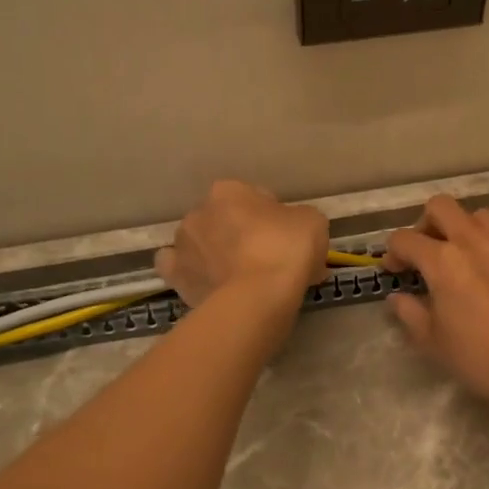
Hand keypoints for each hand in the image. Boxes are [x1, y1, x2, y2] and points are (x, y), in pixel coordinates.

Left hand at [156, 180, 329, 315]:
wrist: (257, 298)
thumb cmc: (286, 250)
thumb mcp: (312, 222)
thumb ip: (298, 218)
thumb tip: (291, 231)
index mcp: (228, 190)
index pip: (255, 198)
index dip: (275, 218)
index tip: (288, 239)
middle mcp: (199, 211)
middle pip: (226, 220)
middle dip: (243, 235)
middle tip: (269, 259)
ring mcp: (183, 245)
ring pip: (203, 244)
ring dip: (218, 254)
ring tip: (243, 279)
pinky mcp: (176, 277)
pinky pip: (182, 270)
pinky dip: (195, 274)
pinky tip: (212, 284)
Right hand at [381, 195, 488, 415]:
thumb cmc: (481, 358)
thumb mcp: (433, 342)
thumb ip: (410, 313)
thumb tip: (398, 296)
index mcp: (443, 261)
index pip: (405, 239)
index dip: (392, 253)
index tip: (393, 272)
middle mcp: (472, 242)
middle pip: (441, 207)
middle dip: (424, 224)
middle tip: (423, 254)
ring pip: (474, 215)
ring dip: (458, 227)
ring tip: (455, 257)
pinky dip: (483, 241)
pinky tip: (483, 271)